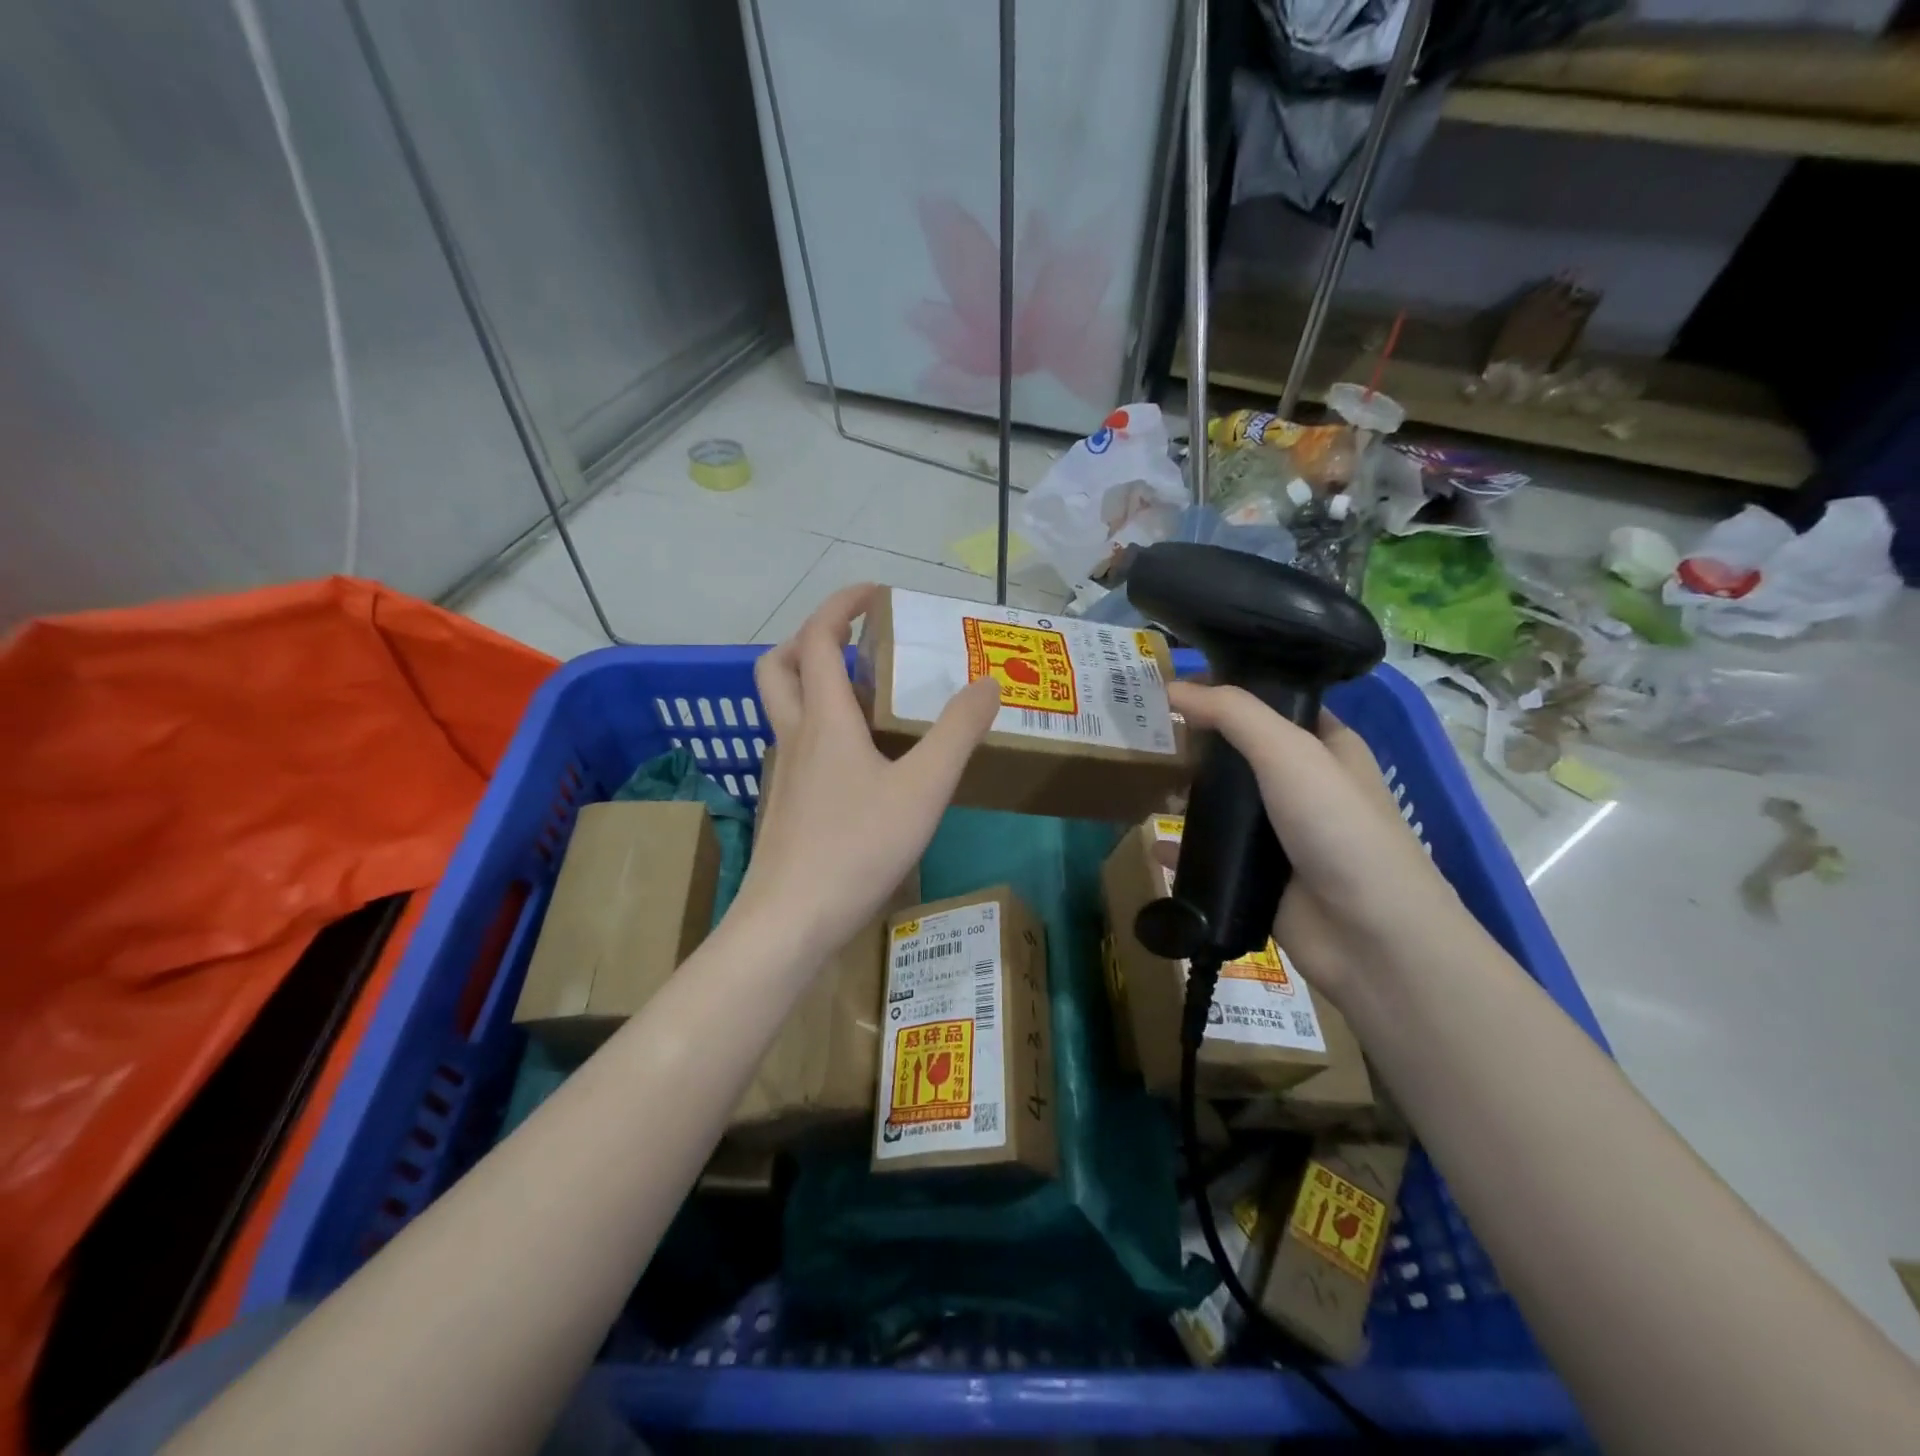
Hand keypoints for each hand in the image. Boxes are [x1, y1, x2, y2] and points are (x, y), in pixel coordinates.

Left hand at [732, 584, 999, 961]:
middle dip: (809, 638)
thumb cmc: (857, 847)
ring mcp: (784, 773)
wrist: (791, 921)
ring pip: (784, 708)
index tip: (874, 592)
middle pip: (778, 666)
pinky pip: (797, 746)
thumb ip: (959, 732)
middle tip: (853, 640)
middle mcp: (795, 736)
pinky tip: (858, 761)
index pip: (819, 640)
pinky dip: (821, 728)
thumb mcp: (923, 788)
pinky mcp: (786, 806)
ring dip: (814, 683)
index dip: (840, 605)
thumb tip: (990, 682)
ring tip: (866, 696)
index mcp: (825, 720)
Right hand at [1166, 680, 1466, 1005]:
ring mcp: (1279, 834)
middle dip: (1196, 745)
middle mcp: (1303, 785)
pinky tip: (1154, 845)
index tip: (1174, 686)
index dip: (1227, 693)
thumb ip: (1232, 713)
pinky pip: (1211, 855)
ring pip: (1222, 805)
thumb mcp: (1289, 752)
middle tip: (1145, 732)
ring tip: (1141, 782)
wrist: (1368, 934)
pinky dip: (1183, 850)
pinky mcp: (1258, 876)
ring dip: (1186, 796)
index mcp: (1324, 746)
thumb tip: (1173, 686)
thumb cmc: (1338, 827)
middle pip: (1239, 754)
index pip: (1271, 704)